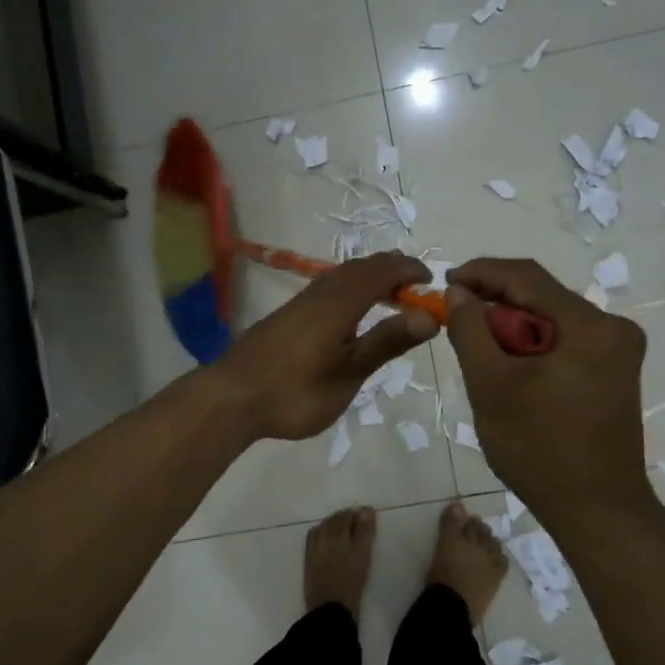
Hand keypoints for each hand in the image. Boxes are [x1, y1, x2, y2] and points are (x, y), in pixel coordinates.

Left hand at [215, 253, 439, 441]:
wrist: (231, 397)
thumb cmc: (296, 391)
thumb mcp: (349, 372)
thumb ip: (387, 341)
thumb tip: (430, 315)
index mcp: (341, 302)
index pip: (384, 271)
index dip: (410, 270)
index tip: (433, 282)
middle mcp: (321, 292)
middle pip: (361, 267)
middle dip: (392, 270)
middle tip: (416, 289)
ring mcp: (300, 303)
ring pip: (342, 275)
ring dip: (370, 278)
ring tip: (389, 297)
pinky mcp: (287, 315)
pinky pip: (328, 287)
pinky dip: (351, 288)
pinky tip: (350, 314)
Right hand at [445, 258, 654, 525]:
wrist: (597, 511)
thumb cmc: (540, 449)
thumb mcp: (491, 385)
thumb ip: (471, 330)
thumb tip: (460, 293)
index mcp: (590, 326)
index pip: (527, 277)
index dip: (481, 273)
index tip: (445, 284)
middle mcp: (613, 329)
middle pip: (541, 299)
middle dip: (495, 308)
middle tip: (457, 326)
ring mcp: (618, 353)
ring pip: (550, 323)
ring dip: (512, 332)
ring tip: (480, 356)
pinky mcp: (613, 374)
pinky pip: (564, 345)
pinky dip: (532, 350)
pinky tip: (511, 374)